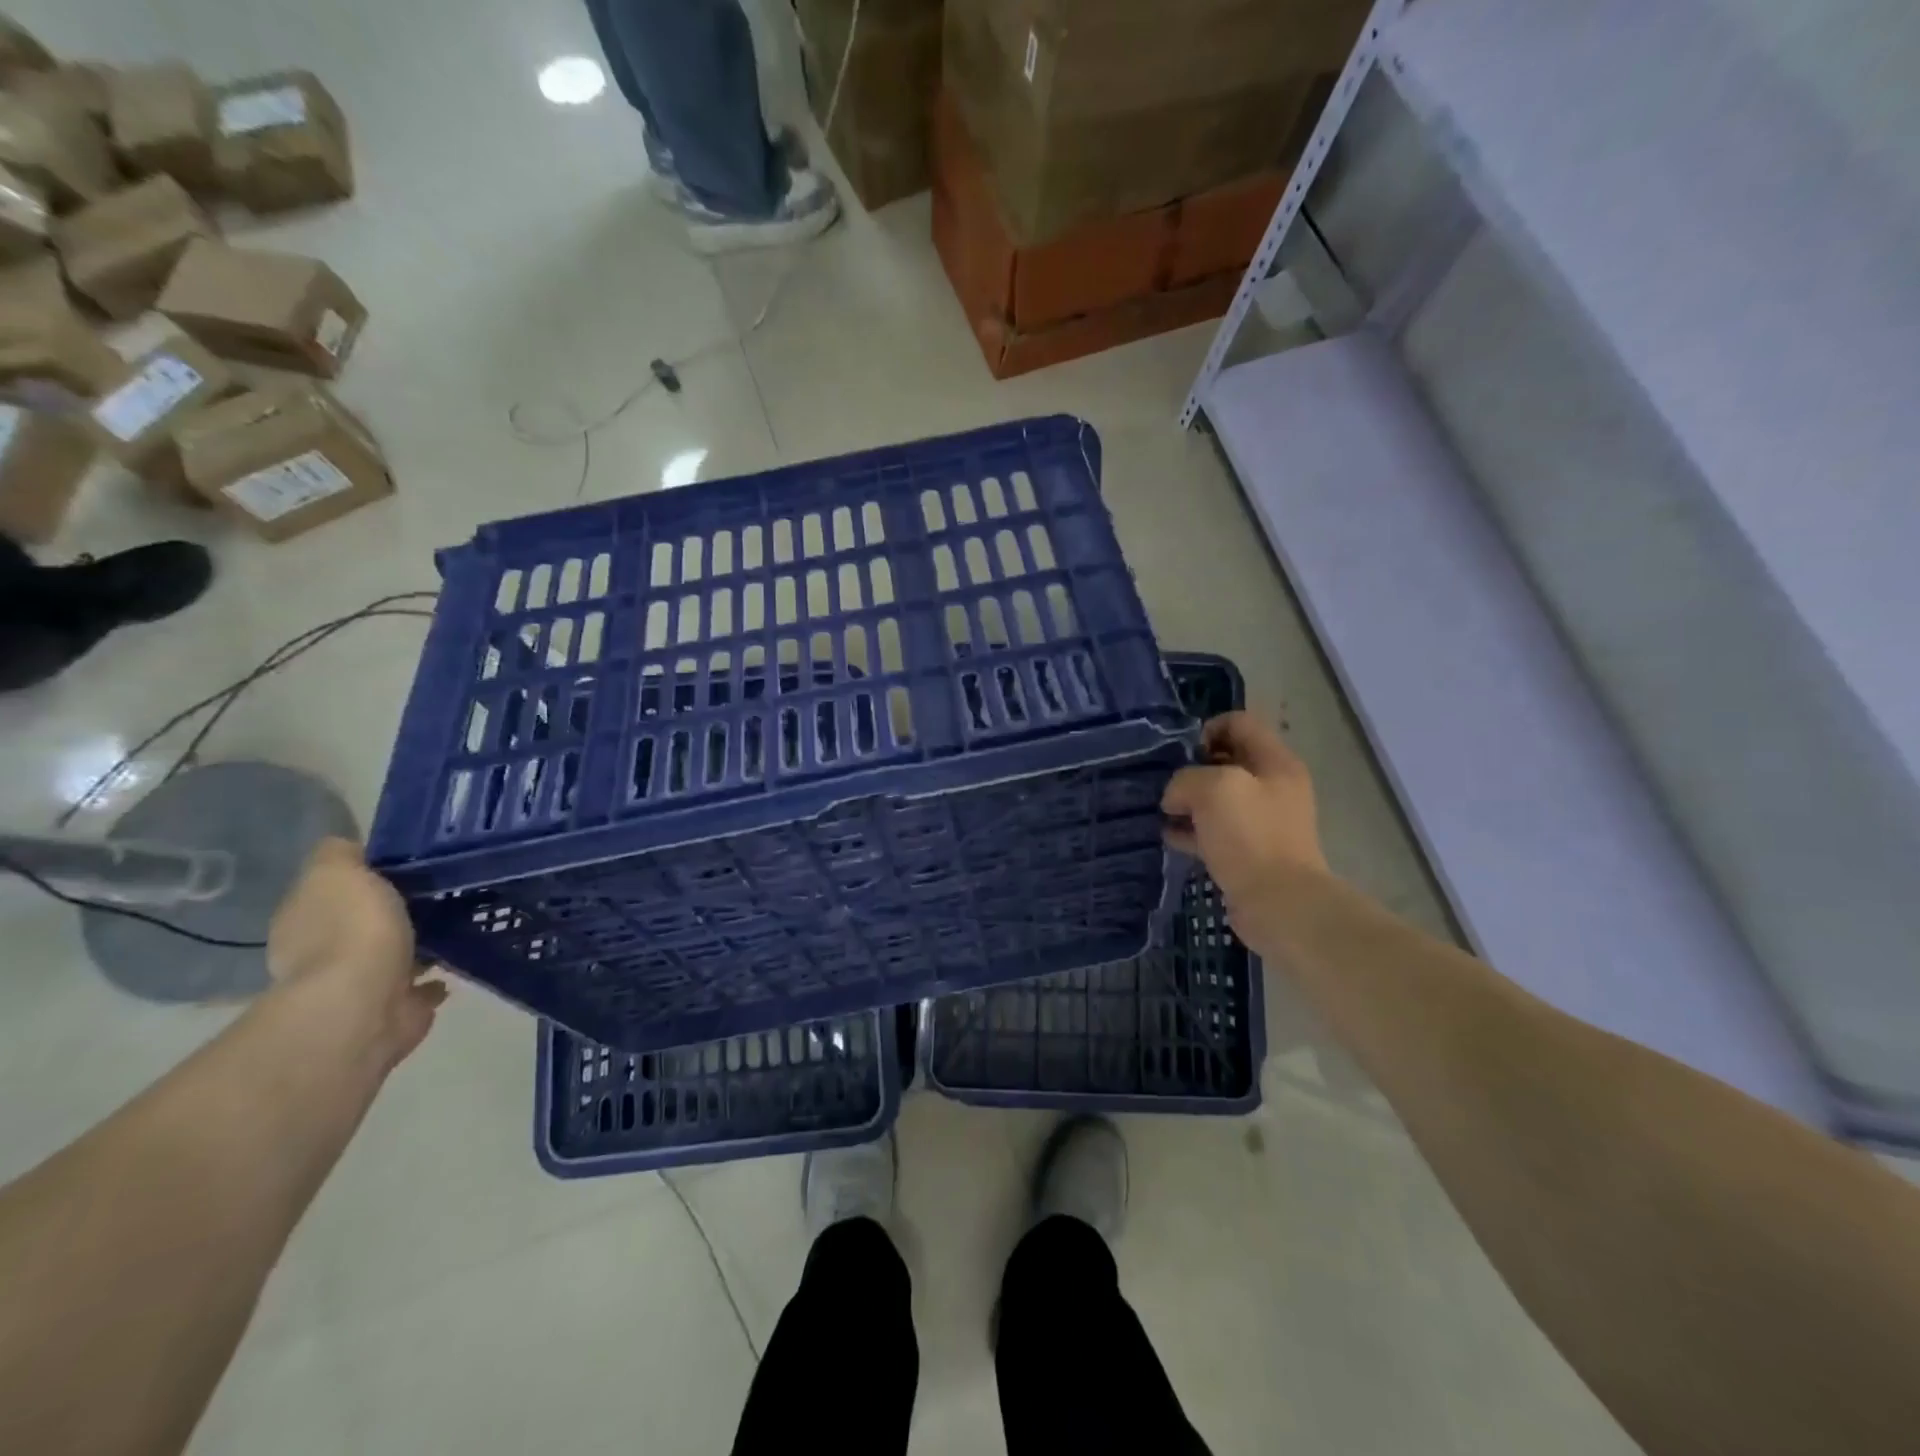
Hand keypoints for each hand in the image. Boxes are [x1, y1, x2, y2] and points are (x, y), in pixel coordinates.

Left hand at [267, 838, 446, 1066]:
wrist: (365, 1003)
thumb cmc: (351, 929)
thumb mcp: (337, 872)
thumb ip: (341, 856)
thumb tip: (350, 849)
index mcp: (304, 918)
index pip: (333, 889)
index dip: (365, 874)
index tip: (408, 862)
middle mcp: (322, 953)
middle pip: (363, 922)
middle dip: (394, 912)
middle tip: (439, 892)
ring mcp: (359, 986)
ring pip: (392, 955)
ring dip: (417, 944)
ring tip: (457, 923)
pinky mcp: (394, 1010)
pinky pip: (418, 987)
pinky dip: (432, 978)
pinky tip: (455, 961)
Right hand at [1162, 713, 1328, 914]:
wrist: (1280, 904)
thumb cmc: (1251, 836)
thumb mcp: (1214, 788)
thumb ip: (1186, 779)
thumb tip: (1175, 797)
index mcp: (1275, 763)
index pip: (1239, 724)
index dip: (1206, 729)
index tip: (1182, 754)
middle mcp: (1273, 787)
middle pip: (1227, 761)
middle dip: (1193, 768)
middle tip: (1167, 783)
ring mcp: (1262, 822)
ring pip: (1217, 799)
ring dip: (1188, 802)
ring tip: (1161, 810)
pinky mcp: (1248, 853)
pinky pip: (1214, 832)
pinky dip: (1191, 831)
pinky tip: (1168, 836)